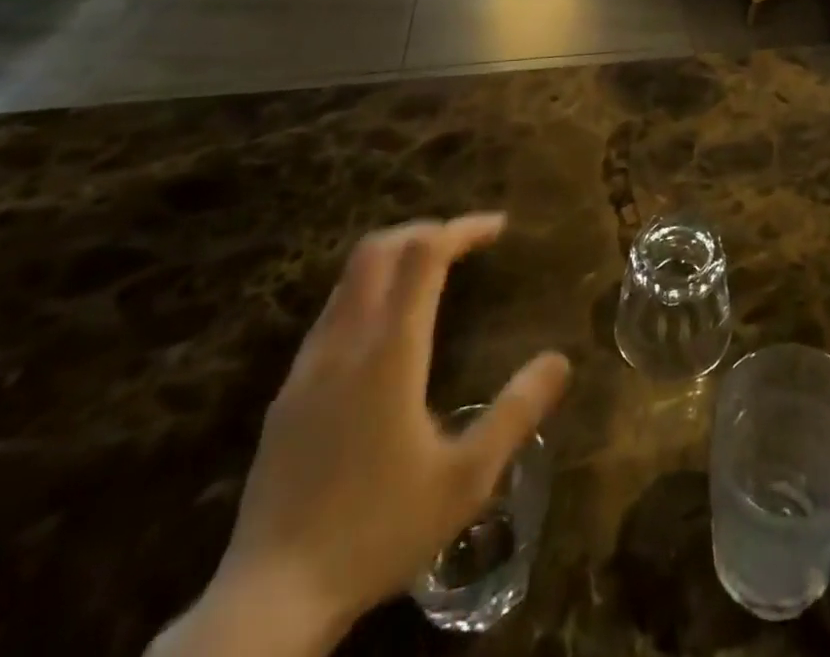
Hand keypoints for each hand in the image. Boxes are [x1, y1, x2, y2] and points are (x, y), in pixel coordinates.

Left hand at [151, 216, 570, 656]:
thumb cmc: (378, 531)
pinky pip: (332, 313)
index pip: (425, 254)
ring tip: (433, 275)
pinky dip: (368, 293)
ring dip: (393, 259)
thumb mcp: (466, 479)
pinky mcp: (287, 394)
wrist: (269, 601)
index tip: (498, 228)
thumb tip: (560, 360)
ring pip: (348, 279)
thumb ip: (517, 412)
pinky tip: (387, 332)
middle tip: (464, 242)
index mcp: (390, 351)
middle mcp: (345, 342)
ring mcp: (308, 366)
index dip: (462, 229)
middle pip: (377, 249)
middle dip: (424, 230)